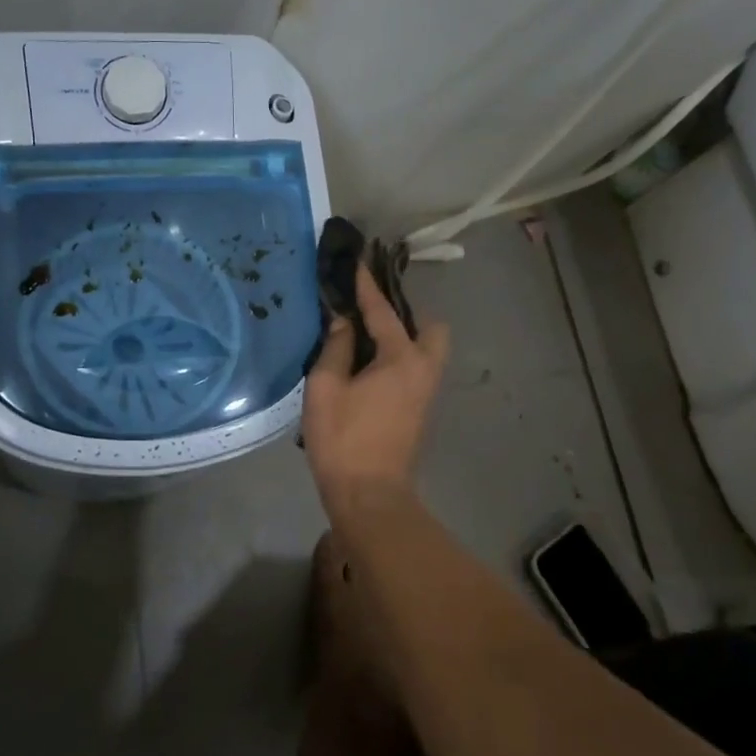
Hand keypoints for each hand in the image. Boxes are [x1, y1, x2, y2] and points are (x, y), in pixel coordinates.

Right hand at [302, 266, 450, 513]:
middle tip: (371, 314)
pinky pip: (417, 367)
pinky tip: (370, 363)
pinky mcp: (420, 409)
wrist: (369, 494)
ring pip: (426, 350)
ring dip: (404, 336)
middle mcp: (424, 369)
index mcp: (402, 358)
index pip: (382, 311)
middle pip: (429, 328)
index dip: (366, 286)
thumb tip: (343, 321)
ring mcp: (427, 391)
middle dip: (405, 313)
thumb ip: (336, 347)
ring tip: (367, 337)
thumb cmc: (343, 438)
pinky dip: (400, 355)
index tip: (358, 261)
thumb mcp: (326, 387)